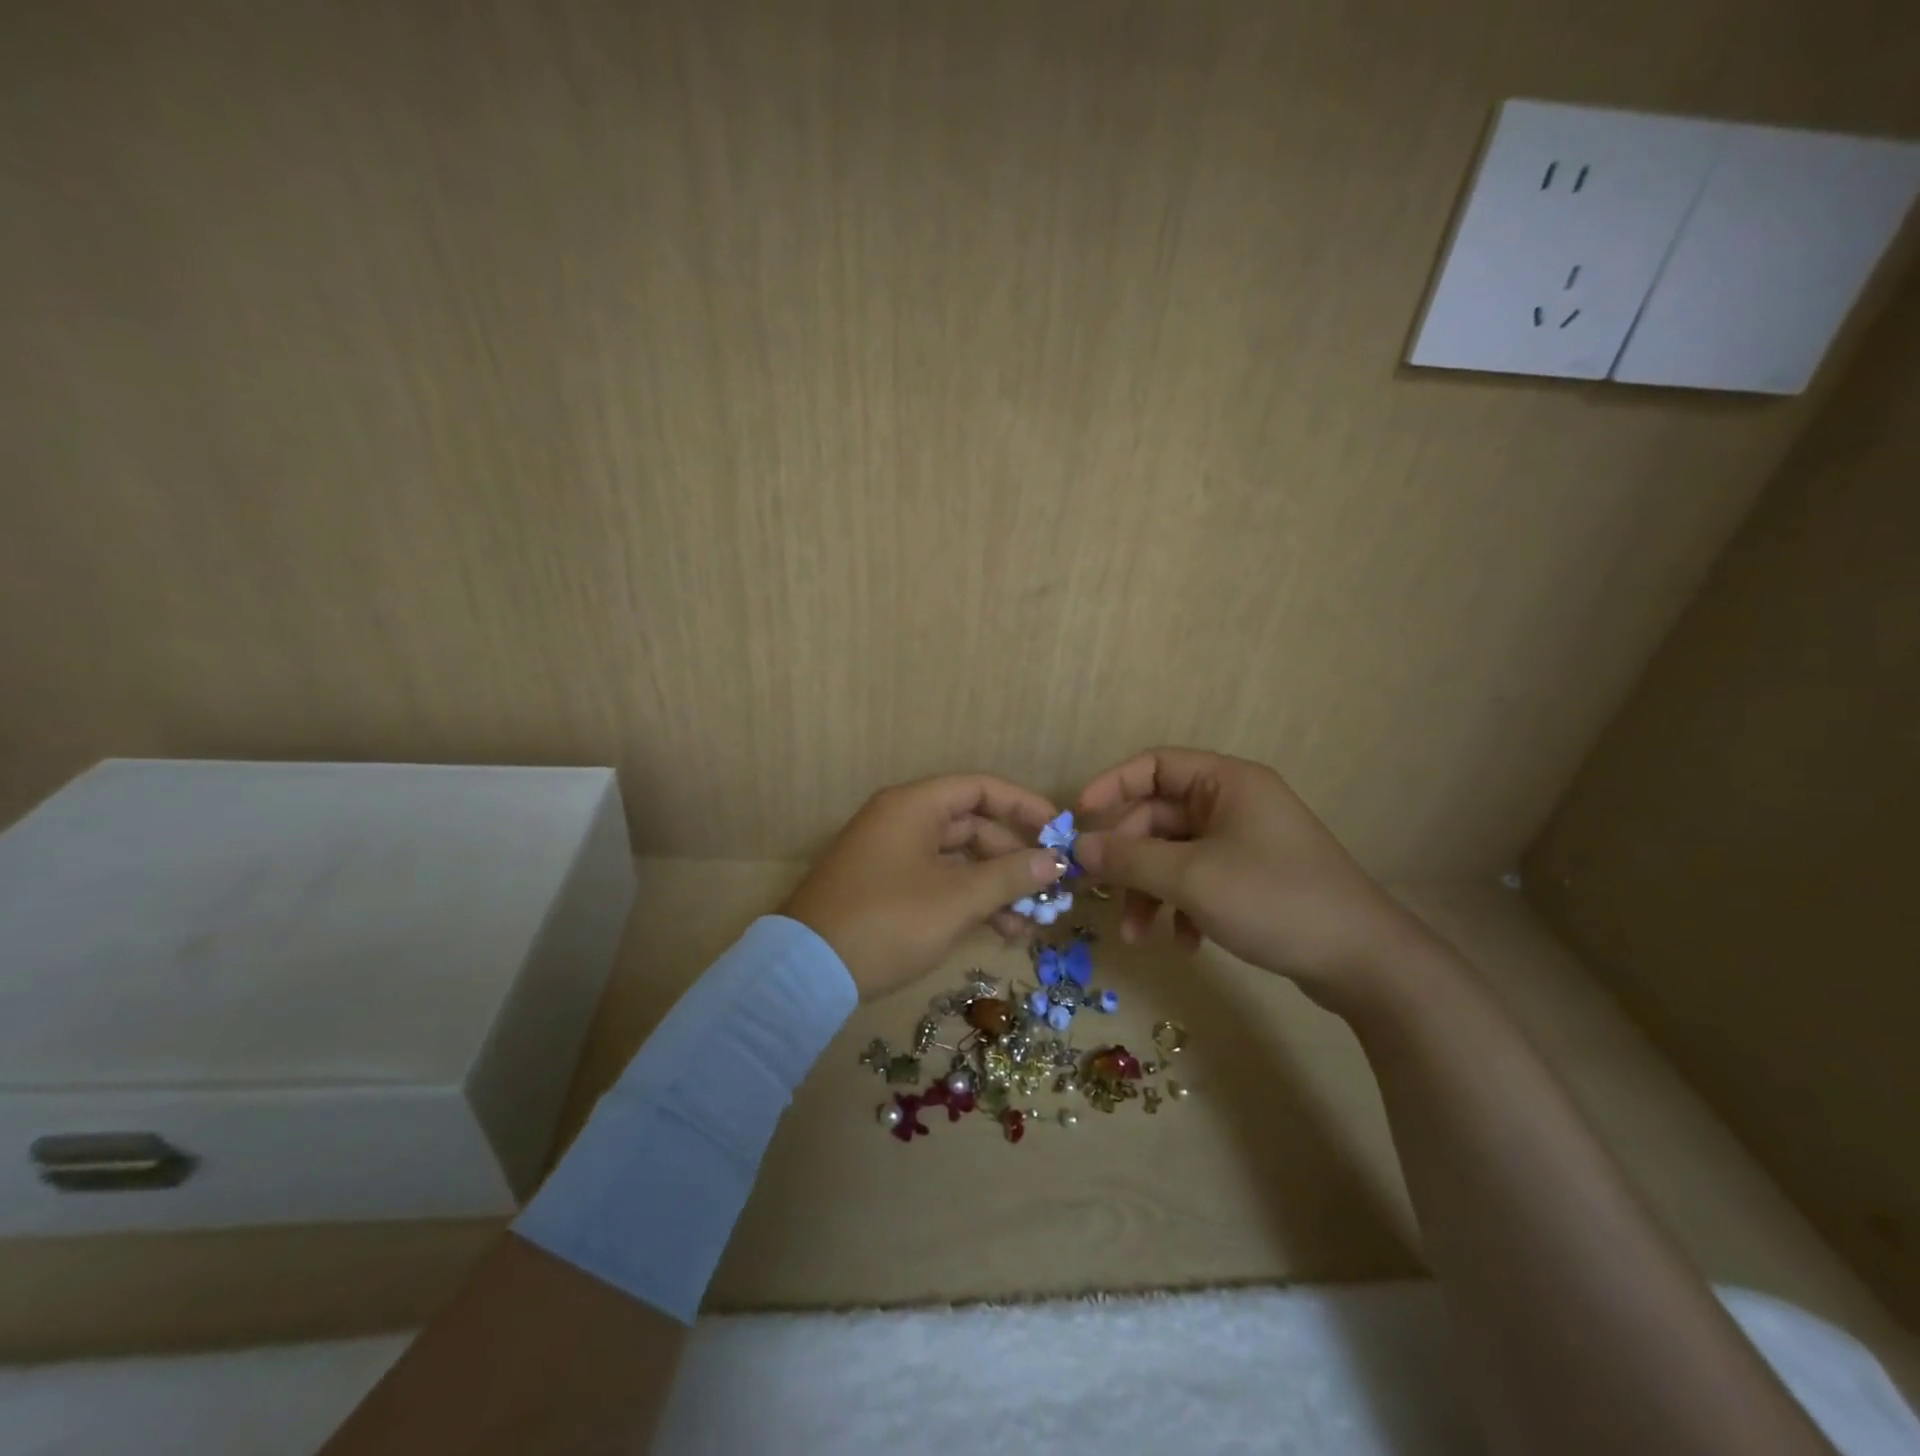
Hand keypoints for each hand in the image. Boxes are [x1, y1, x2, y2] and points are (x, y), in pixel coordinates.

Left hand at [779, 774, 1066, 999]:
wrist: (807, 972)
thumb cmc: (889, 921)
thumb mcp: (957, 899)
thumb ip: (1010, 876)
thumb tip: (1055, 861)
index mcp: (914, 806)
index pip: (979, 788)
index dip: (1023, 805)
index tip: (1058, 831)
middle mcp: (902, 822)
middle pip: (972, 826)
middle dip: (1014, 858)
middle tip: (1050, 888)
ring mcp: (892, 856)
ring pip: (958, 860)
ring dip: (996, 886)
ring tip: (1032, 922)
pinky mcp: (886, 889)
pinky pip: (938, 882)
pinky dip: (968, 900)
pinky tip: (1001, 930)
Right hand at [1074, 747, 1435, 1007]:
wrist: (1364, 961)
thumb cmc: (1274, 899)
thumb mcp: (1192, 878)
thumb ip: (1129, 859)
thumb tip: (1078, 847)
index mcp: (1226, 783)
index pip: (1154, 765)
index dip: (1111, 786)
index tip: (1078, 819)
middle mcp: (1233, 803)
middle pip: (1158, 817)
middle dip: (1128, 859)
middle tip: (1100, 893)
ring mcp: (1244, 842)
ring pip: (1174, 854)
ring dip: (1150, 892)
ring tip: (1137, 936)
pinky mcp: (1252, 878)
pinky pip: (1198, 880)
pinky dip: (1181, 907)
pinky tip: (1184, 944)